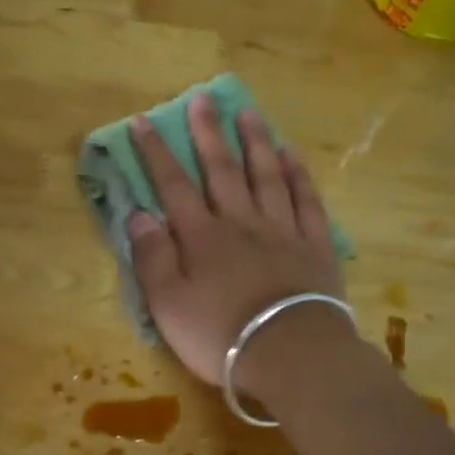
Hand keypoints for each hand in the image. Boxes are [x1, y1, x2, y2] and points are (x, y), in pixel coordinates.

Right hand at [126, 93, 347, 397]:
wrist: (291, 355)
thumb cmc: (221, 335)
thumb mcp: (169, 305)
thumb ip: (153, 258)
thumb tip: (139, 214)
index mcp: (202, 238)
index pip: (173, 186)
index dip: (156, 153)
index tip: (144, 122)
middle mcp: (241, 223)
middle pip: (223, 170)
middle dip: (208, 134)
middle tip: (202, 99)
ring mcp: (283, 231)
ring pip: (267, 176)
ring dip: (256, 143)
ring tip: (248, 113)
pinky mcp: (315, 247)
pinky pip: (306, 201)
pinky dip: (298, 175)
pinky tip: (291, 156)